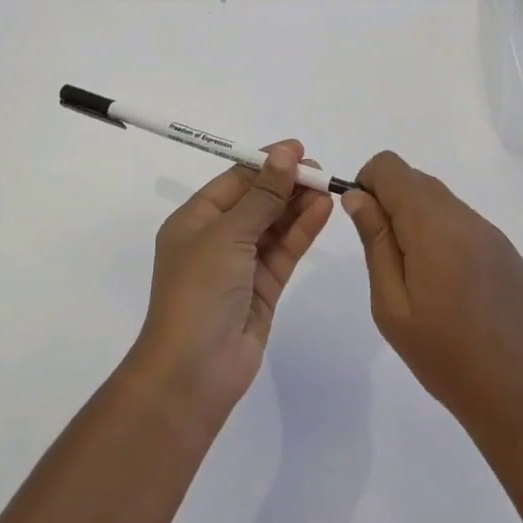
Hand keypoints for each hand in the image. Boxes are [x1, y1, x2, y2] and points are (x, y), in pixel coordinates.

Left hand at [125, 143, 332, 430]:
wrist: (193, 372)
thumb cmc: (199, 291)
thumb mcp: (228, 234)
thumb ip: (262, 195)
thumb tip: (285, 152)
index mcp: (195, 220)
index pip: (234, 180)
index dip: (265, 163)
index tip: (298, 149)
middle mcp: (216, 238)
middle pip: (257, 201)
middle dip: (286, 184)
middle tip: (320, 171)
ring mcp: (240, 265)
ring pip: (274, 225)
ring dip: (298, 206)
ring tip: (328, 187)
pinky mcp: (262, 289)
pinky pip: (284, 251)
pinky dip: (302, 231)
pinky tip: (323, 211)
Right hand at [343, 152, 522, 445]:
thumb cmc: (445, 358)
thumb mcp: (392, 305)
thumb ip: (375, 242)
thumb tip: (357, 196)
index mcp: (433, 225)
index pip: (390, 166)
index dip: (366, 184)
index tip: (364, 224)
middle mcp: (465, 217)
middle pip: (415, 179)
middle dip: (389, 202)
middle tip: (386, 258)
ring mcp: (491, 233)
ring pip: (440, 200)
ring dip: (416, 219)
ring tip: (417, 278)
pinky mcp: (507, 252)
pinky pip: (463, 222)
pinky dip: (442, 234)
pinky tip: (449, 286)